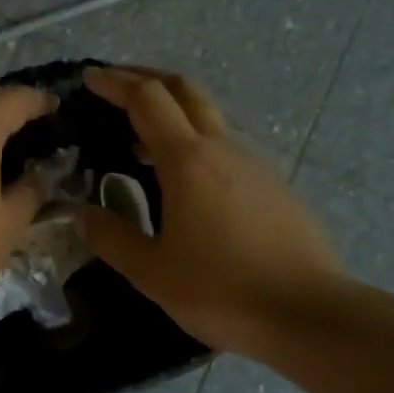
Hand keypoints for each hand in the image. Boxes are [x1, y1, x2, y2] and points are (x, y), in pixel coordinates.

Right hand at [76, 67, 344, 355]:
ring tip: (142, 137)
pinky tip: (186, 179)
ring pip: (208, 117)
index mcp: (188, 161)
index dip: (115, 83)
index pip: (147, 99)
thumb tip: (81, 214)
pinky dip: (195, 141)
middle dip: (146, 77)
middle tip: (115, 83)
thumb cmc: (224, 291)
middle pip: (183, 89)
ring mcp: (255, 164)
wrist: (312, 315)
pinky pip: (226, 147)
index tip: (89, 78)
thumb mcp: (152, 272)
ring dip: (172, 111)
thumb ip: (112, 238)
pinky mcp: (274, 185)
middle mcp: (223, 148)